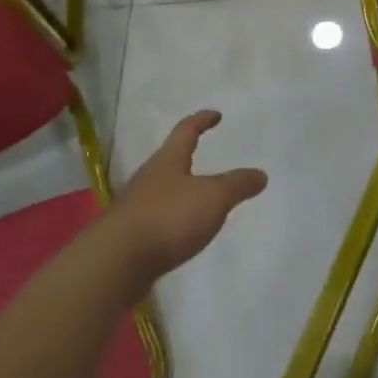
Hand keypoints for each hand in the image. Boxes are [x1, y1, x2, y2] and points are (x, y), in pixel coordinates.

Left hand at [109, 110, 265, 283]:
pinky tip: (182, 231)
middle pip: (170, 159)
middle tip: (205, 156)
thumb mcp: (213, 197)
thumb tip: (260, 173)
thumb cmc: (168, 218)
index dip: (202, 120)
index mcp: (168, 160)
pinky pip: (158, 216)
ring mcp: (137, 206)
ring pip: (163, 189)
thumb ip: (237, 184)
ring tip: (198, 197)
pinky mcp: (131, 234)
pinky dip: (173, 217)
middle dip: (187, 156)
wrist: (117, 262)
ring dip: (180, 189)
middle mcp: (150, 177)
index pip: (186, 130)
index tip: (215, 115)